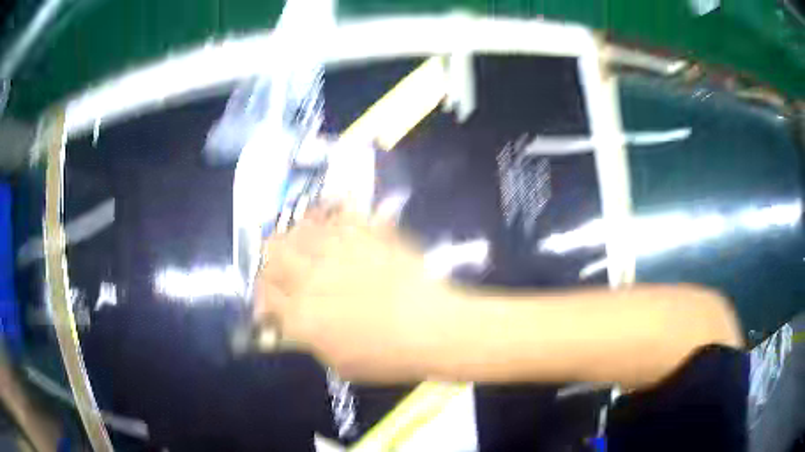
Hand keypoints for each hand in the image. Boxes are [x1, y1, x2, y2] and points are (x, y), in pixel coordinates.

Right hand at [254, 207, 457, 381]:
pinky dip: (329, 215)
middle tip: (281, 267)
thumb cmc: (388, 357)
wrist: (432, 328)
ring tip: (304, 242)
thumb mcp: (340, 364)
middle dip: (270, 259)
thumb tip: (295, 325)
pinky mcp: (364, 234)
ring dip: (295, 235)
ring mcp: (337, 251)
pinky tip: (332, 222)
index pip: (265, 295)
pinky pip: (336, 214)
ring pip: (299, 228)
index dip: (263, 295)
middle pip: (272, 252)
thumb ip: (311, 341)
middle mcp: (310, 277)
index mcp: (301, 316)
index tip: (271, 299)